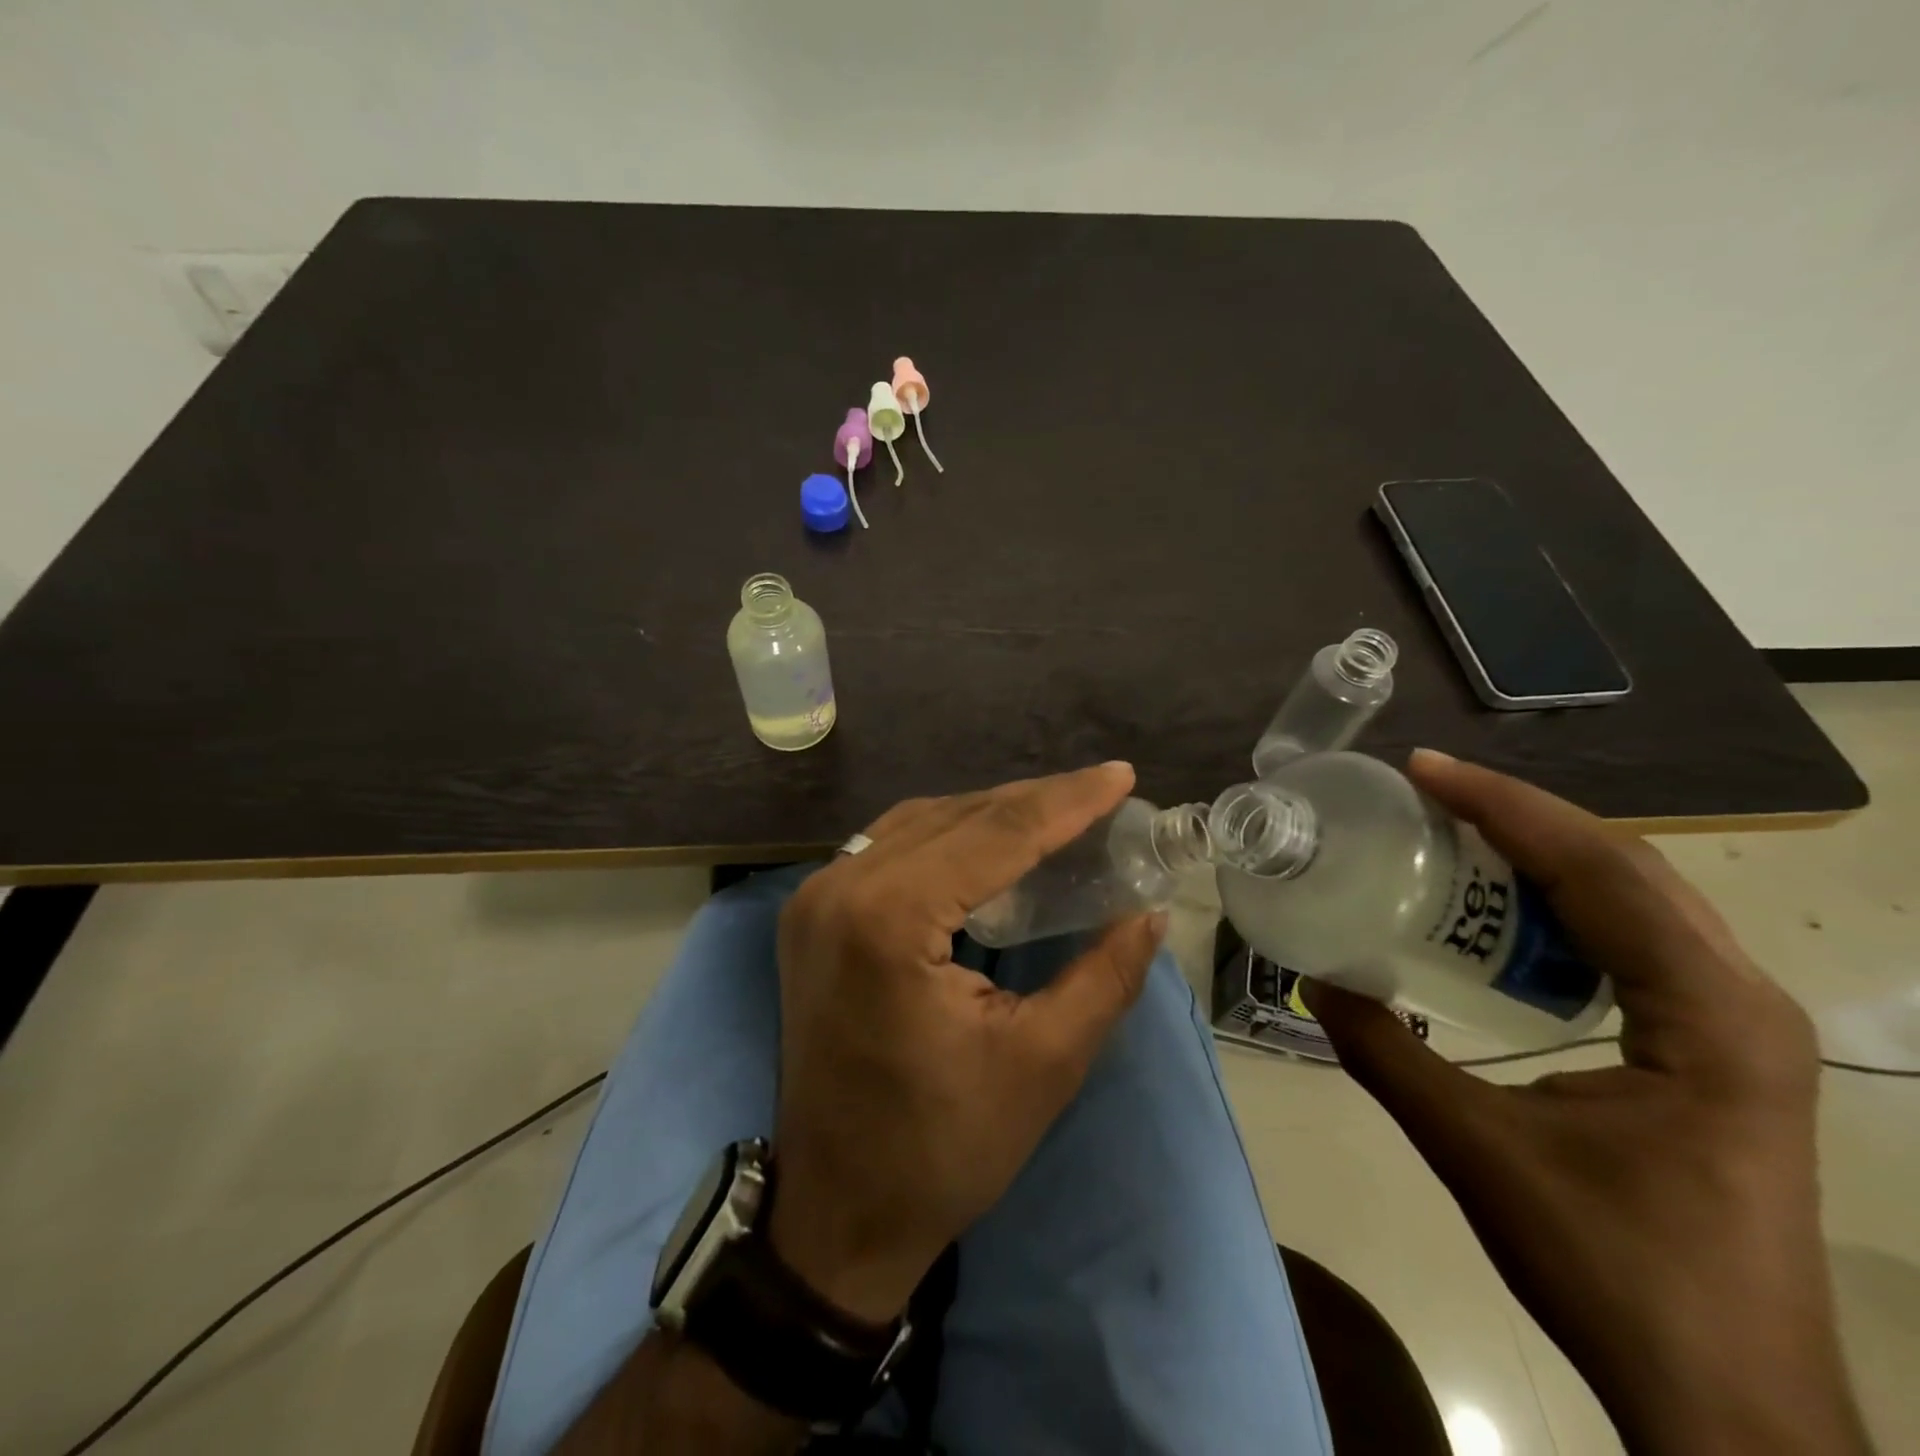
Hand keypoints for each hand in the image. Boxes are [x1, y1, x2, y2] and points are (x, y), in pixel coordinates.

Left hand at [768, 763, 1164, 1323]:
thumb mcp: (1043, 1063)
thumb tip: (1150, 912)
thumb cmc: (942, 1147)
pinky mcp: (811, 915)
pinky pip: (889, 848)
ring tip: (1056, 814)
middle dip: (1032, 801)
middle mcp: (839, 887)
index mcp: (888, 918)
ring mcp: (814, 898)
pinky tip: (988, 846)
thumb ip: (1105, 976)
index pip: (995, 834)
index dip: (1066, 801)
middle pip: (954, 817)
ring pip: (918, 823)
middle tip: (1099, 794)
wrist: (838, 1210)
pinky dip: (946, 837)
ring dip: (989, 814)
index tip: (1121, 775)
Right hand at [1304, 750, 1869, 1455]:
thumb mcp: (1477, 1150)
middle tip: (1427, 789)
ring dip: (1544, 852)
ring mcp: (1737, 1025)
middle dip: (1520, 814)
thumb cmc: (1614, 1270)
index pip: (1602, 870)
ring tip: (1455, 829)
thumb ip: (1384, 1054)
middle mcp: (1740, 999)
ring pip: (1638, 897)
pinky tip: (1504, 907)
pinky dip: (1563, 901)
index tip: (1424, 770)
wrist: (1732, 1402)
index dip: (1505, 807)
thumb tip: (1311, 980)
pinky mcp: (1716, 1048)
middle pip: (1627, 866)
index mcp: (1708, 1014)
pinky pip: (1635, 939)